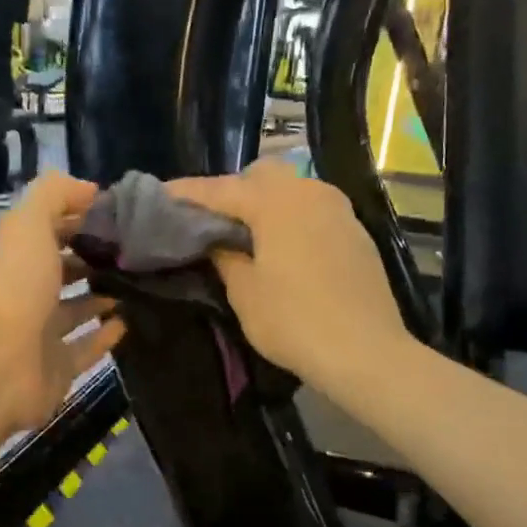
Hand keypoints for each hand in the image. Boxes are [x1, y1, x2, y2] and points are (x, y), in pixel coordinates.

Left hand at [0, 171, 125, 434]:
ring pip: (73, 309)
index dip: (77, 217)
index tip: (118, 213)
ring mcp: (38, 332)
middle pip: (59, 269)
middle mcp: (23, 291)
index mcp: (13, 255)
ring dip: (99, 296)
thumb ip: (54, 195)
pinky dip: (104, 336)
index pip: (46, 228)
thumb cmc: (14, 287)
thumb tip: (88, 190)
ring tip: (135, 282)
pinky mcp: (55, 367)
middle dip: (90, 257)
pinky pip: (85, 347)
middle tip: (134, 250)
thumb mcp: (28, 223)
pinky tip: (127, 322)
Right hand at [167, 161, 412, 393]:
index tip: (160, 195)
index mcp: (275, 202)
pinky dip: (291, 218)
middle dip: (232, 191)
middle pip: (261, 175)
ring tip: (244, 233)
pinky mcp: (356, 232)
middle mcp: (309, 192)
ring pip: (292, 189)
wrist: (366, 351)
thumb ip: (225, 257)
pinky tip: (281, 247)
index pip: (220, 189)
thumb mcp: (245, 293)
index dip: (187, 193)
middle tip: (210, 221)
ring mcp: (338, 210)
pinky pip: (313, 210)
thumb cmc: (294, 321)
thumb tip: (218, 241)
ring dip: (265, 203)